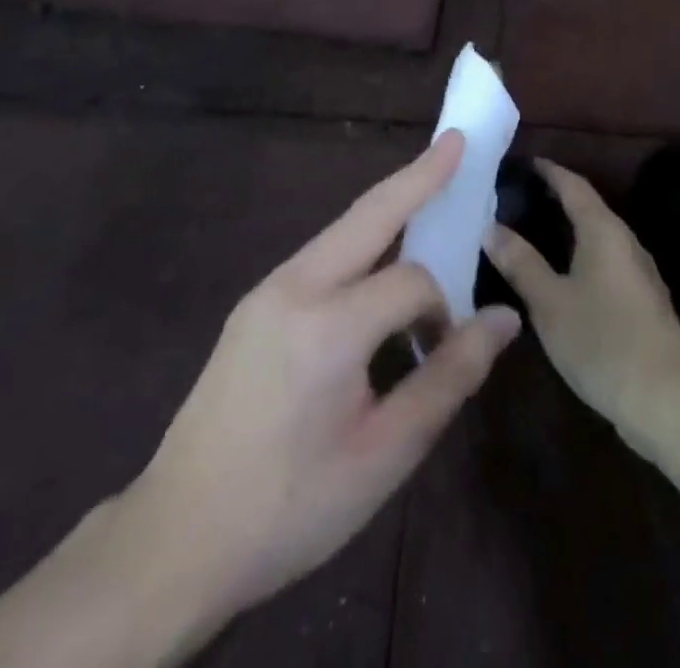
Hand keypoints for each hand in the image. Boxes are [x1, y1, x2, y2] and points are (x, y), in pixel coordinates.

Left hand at [111, 132, 520, 644]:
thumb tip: (503, 319)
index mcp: (328, 326)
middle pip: (370, 212)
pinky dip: (361, 244)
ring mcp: (267, 289)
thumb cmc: (291, 507)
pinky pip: (321, 256)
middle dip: (418, 174)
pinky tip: (377, 263)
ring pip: (343, 230)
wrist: (176, 538)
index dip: (443, 310)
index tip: (447, 350)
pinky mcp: (254, 303)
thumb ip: (449, 378)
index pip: (413, 282)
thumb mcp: (384, 455)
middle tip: (456, 142)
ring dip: (389, 209)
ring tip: (428, 189)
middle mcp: (294, 286)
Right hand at [484, 161, 679, 446]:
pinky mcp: (642, 302)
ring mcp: (638, 273)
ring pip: (597, 237)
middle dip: (556, 198)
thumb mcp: (549, 302)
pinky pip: (604, 263)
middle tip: (518, 197)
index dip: (549, 171)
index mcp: (603, 230)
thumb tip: (491, 227)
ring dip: (567, 230)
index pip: (574, 185)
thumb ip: (521, 263)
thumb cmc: (602, 340)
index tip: (524, 162)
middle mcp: (625, 242)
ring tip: (532, 233)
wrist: (669, 399)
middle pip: (588, 208)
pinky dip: (579, 256)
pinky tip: (560, 276)